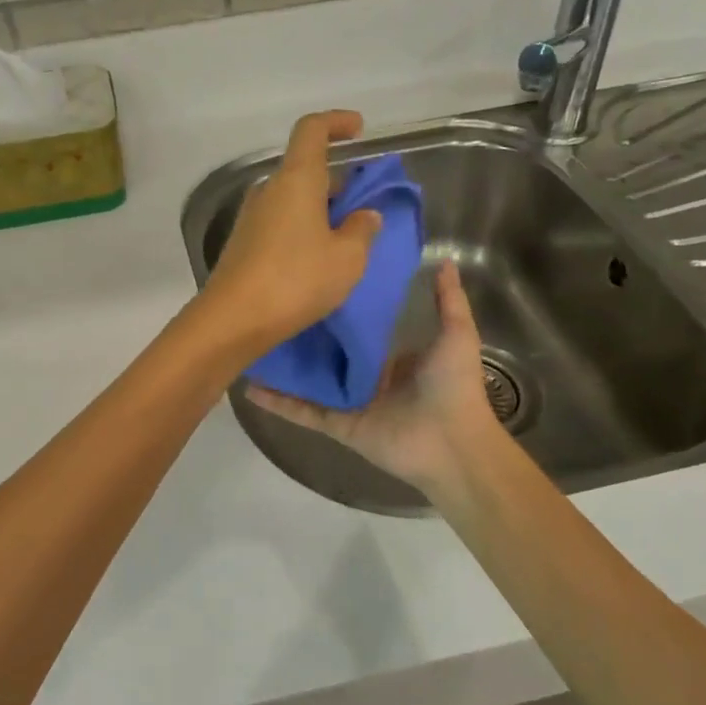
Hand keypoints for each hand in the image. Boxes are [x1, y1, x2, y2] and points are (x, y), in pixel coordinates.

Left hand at [199, 111, 382, 358]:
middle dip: (336, 179)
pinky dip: (302, 227)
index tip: (358, 129)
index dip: (336, 122)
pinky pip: (279, 221)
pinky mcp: (242, 243)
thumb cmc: (296, 280)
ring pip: (292, 198)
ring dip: (319, 207)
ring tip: (345, 237)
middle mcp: (269, 190)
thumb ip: (362, 230)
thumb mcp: (347, 258)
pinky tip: (317, 257)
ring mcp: (251, 217)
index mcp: (296, 180)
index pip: (312, 130)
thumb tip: (365, 216)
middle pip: (304, 168)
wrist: (233, 319)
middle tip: (363, 204)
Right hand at [248, 261, 500, 496]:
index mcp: (393, 358)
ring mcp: (349, 403)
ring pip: (309, 380)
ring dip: (283, 366)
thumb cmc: (453, 386)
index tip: (313, 283)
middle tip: (272, 305)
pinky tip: (248, 386)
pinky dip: (277, 402)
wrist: (452, 444)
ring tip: (251, 342)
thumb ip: (448, 300)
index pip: (359, 329)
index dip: (338, 309)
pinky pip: (302, 410)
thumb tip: (443, 260)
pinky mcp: (336, 424)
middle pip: (329, 354)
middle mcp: (367, 378)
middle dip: (304, 335)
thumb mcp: (457, 334)